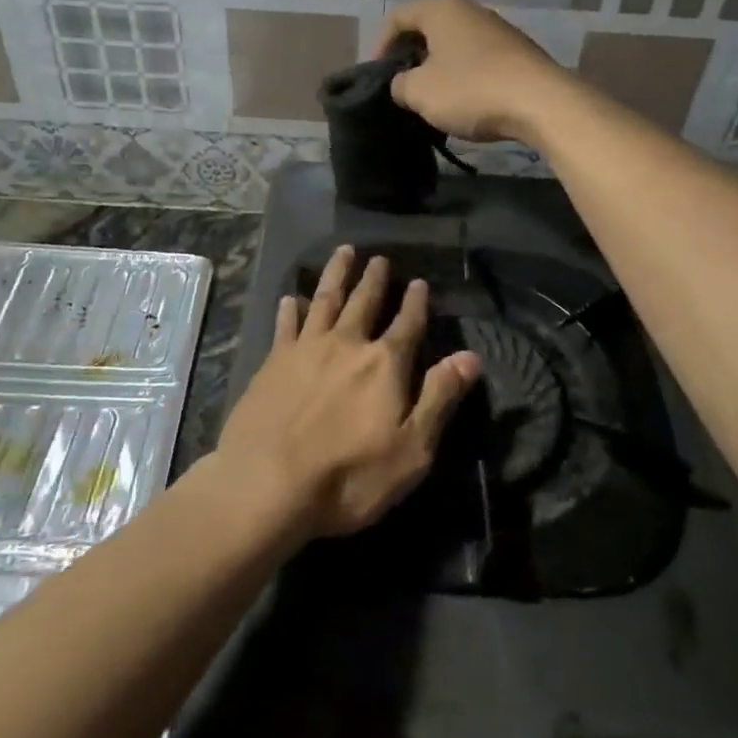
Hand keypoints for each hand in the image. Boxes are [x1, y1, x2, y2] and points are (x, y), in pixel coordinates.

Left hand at [215, 246, 480, 539]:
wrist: (267, 484)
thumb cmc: (349, 476)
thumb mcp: (412, 449)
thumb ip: (440, 398)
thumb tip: (471, 357)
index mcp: (384, 364)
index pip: (407, 325)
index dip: (415, 303)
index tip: (420, 282)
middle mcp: (347, 344)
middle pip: (364, 302)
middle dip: (374, 279)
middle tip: (379, 257)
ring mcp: (306, 349)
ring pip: (325, 299)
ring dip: (336, 274)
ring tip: (344, 252)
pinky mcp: (272, 362)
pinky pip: (285, 325)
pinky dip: (290, 309)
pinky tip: (290, 298)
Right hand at [376, 0, 571, 143]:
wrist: (541, 103)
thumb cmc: (471, 90)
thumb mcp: (420, 92)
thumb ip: (399, 85)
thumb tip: (403, 84)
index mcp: (441, 9)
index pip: (397, 17)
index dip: (380, 46)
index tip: (377, 76)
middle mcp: (470, 10)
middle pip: (427, 28)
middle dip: (410, 56)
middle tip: (401, 85)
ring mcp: (498, 29)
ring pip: (454, 44)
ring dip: (437, 67)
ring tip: (430, 97)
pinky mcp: (517, 52)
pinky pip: (477, 58)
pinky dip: (463, 75)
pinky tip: (463, 101)